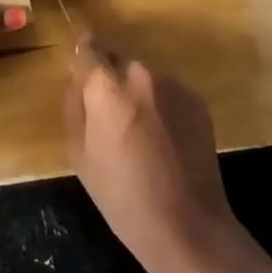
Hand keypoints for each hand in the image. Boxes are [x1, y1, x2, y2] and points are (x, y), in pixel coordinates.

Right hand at [64, 34, 239, 272]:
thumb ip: (74, 105)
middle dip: (110, 80)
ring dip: (137, 94)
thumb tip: (77, 79)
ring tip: (140, 135)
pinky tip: (164, 142)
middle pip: (118, 61)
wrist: (188, 226)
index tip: (79, 65)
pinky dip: (161, 107)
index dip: (82, 53)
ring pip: (144, 78)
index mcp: (107, 86)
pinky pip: (168, 93)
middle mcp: (141, 74)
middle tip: (108, 115)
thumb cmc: (122, 196)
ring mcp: (174, 85)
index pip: (88, 46)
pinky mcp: (197, 101)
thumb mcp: (79, 154)